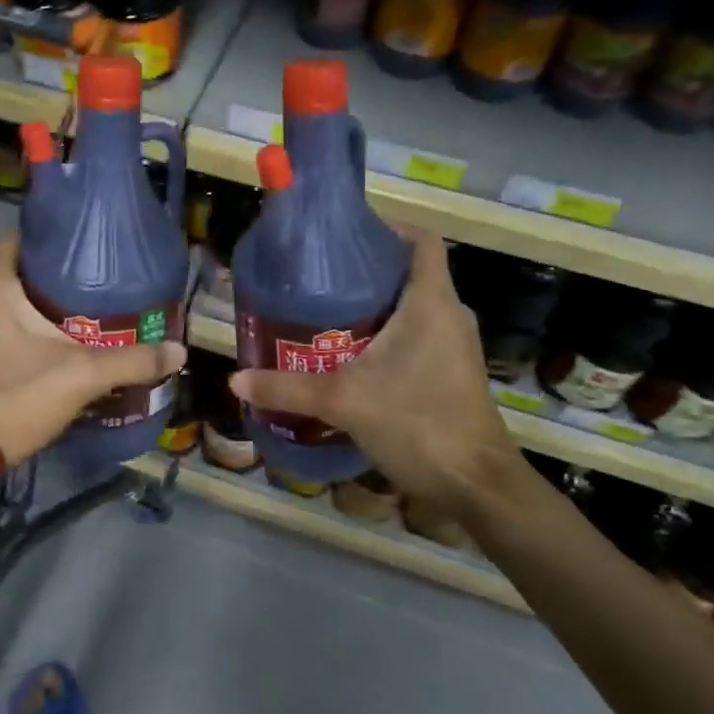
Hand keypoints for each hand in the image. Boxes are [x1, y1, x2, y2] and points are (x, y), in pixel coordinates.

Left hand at [0, 235, 186, 469]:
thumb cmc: (13, 399)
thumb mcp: (81, 377)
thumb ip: (132, 360)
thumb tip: (179, 352)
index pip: (18, 240)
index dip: (51, 245)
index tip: (82, 260)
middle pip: (5, 274)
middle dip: (39, 284)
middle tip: (79, 298)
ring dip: (14, 311)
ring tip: (53, 327)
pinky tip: (18, 355)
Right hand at [230, 230, 523, 511]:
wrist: (477, 485)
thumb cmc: (417, 424)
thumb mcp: (344, 402)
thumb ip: (288, 388)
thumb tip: (236, 378)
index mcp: (431, 302)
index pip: (421, 240)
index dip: (387, 228)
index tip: (346, 235)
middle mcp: (450, 315)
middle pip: (410, 272)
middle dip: (367, 271)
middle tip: (319, 278)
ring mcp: (455, 345)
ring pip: (415, 306)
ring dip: (377, 305)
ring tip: (327, 313)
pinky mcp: (453, 372)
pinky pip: (419, 334)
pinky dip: (389, 333)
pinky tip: (352, 355)